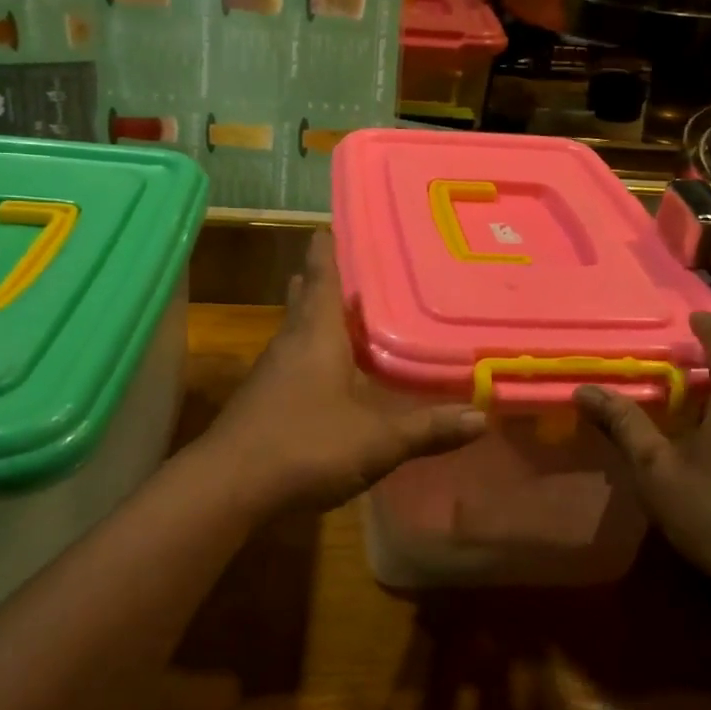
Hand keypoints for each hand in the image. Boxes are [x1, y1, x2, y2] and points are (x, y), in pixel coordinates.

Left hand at [205, 232, 486, 515]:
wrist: (229, 487)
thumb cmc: (305, 446)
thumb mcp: (376, 441)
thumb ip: (427, 428)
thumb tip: (481, 416)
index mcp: (316, 333)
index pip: (321, 274)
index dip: (328, 247)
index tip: (335, 222)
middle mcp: (291, 341)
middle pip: (305, 296)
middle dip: (325, 278)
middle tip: (358, 265)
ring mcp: (272, 370)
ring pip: (297, 327)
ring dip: (318, 314)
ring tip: (350, 309)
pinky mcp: (263, 397)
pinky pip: (293, 357)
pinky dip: (312, 348)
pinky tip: (330, 368)